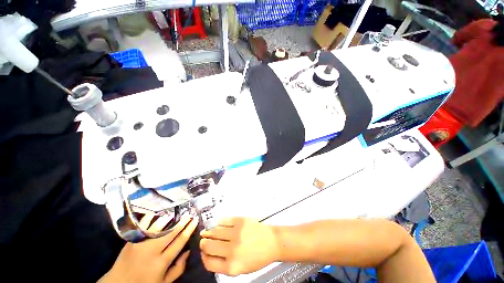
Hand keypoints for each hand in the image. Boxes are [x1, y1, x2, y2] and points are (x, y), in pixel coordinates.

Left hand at [99, 215, 198, 282]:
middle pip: (171, 232)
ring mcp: (141, 243)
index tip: (195, 221)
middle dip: (182, 221)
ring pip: (158, 226)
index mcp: (161, 262)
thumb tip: (188, 251)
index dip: (189, 229)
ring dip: (169, 217)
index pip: (180, 241)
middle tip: (190, 213)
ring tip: (178, 211)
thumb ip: (178, 268)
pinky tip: (158, 212)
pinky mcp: (132, 239)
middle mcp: (152, 251)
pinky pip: (143, 225)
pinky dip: (151, 217)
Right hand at [199, 217, 278, 275]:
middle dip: (204, 243)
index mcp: (232, 267)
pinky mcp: (240, 220)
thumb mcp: (240, 269)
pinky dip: (219, 222)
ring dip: (209, 232)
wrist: (272, 242)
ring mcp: (236, 233)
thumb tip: (209, 254)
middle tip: (203, 240)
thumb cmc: (258, 257)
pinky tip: (218, 224)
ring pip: (215, 231)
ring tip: (209, 232)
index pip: (209, 263)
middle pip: (208, 246)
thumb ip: (224, 264)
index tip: (203, 252)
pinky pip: (224, 220)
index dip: (203, 257)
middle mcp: (232, 250)